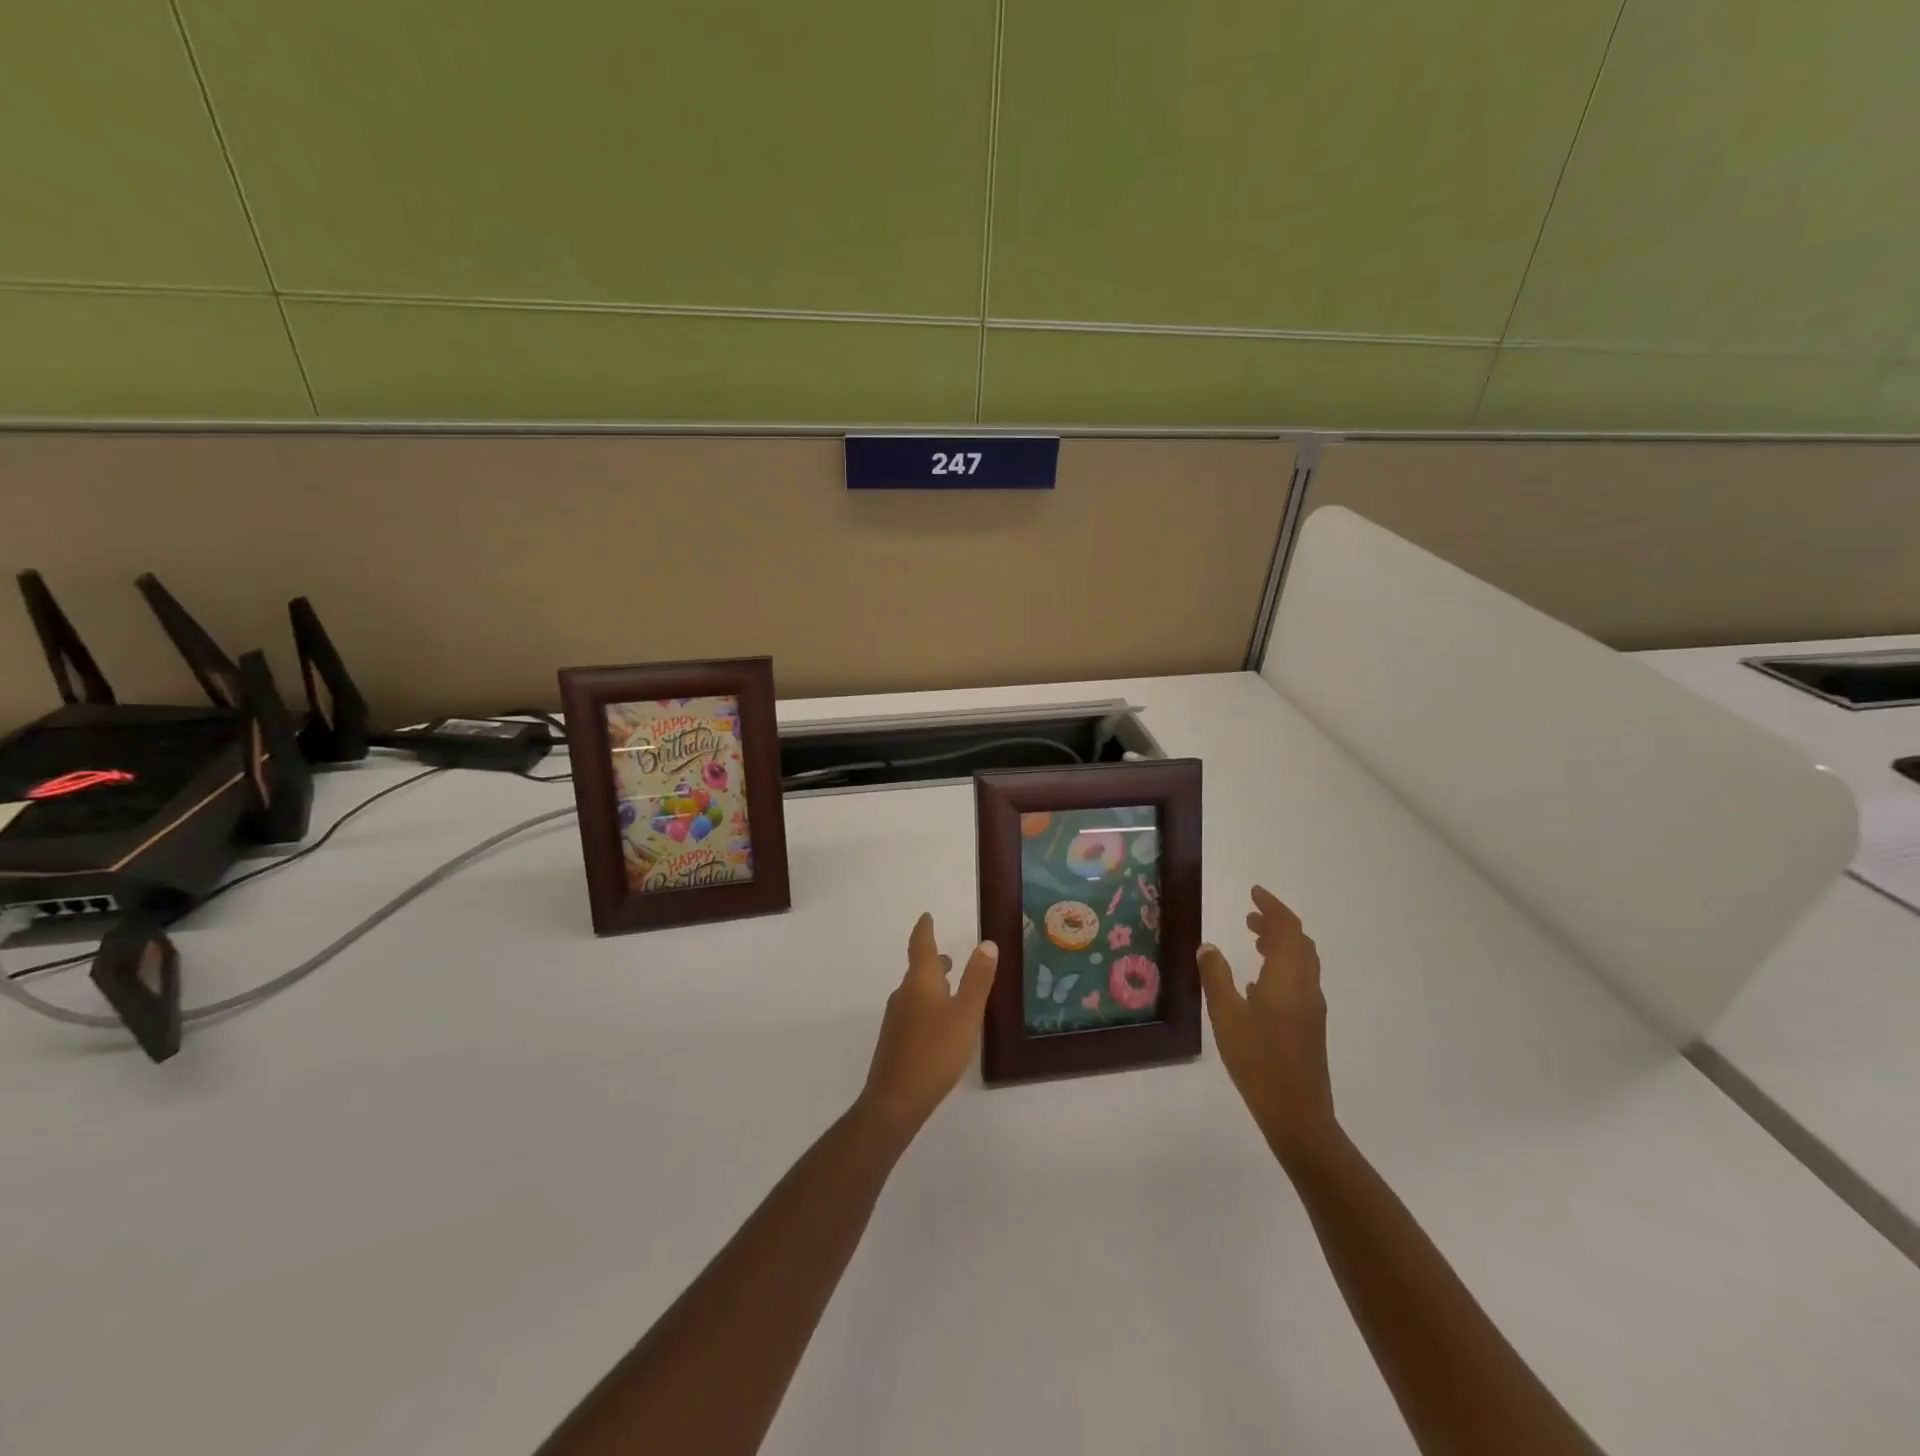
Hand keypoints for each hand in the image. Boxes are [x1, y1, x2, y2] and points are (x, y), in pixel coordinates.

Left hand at [859, 914, 998, 1135]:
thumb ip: (977, 979)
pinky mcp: (895, 1041)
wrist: (895, 1099)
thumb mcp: (966, 1013)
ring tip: (952, 990)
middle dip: (934, 961)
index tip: (927, 916)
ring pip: (916, 992)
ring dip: (933, 985)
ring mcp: (896, 1018)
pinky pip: (914, 1012)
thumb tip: (986, 943)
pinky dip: (928, 1006)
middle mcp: (904, 994)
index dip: (925, 929)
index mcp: (920, 981)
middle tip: (950, 958)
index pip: (921, 945)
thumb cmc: (935, 1050)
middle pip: (919, 969)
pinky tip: (941, 1025)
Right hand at [1197, 886, 1336, 1164]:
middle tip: (1250, 916)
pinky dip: (1282, 966)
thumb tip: (1208, 946)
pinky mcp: (1310, 1025)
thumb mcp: (1226, 1016)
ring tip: (1254, 940)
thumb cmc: (1258, 1060)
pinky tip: (1258, 981)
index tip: (1254, 892)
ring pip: (1302, 962)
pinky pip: (1300, 980)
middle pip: (1299, 942)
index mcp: (1288, 977)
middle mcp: (1306, 986)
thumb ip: (1216, 977)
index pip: (1287, 929)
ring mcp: (1312, 1007)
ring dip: (1281, 944)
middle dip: (1276, 923)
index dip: (1272, 907)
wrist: (1297, 1113)